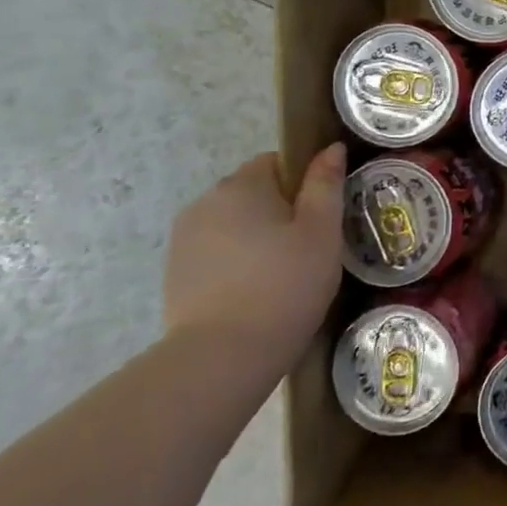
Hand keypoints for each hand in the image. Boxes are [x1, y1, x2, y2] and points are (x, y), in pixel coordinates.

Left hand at [163, 144, 345, 375]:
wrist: (222, 357)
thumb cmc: (285, 285)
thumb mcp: (322, 231)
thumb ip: (326, 185)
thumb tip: (331, 148)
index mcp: (242, 185)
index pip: (277, 162)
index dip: (303, 184)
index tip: (321, 217)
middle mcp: (205, 202)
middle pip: (253, 193)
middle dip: (280, 212)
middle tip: (308, 249)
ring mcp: (184, 240)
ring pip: (234, 225)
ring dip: (256, 239)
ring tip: (282, 277)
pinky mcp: (175, 274)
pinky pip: (217, 254)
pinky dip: (236, 265)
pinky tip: (254, 294)